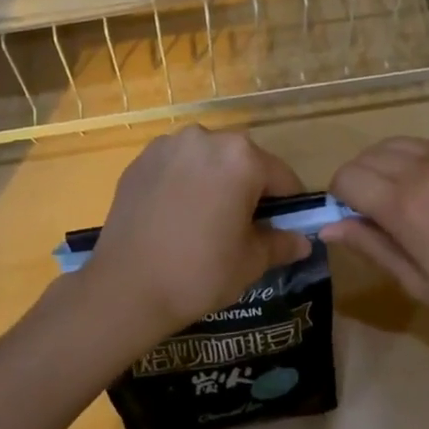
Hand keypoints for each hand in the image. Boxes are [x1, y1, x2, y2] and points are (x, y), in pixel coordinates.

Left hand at [78, 127, 311, 340]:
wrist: (125, 289)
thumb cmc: (199, 273)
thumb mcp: (251, 262)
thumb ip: (281, 243)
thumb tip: (302, 241)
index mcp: (241, 158)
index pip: (281, 177)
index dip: (288, 205)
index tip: (284, 229)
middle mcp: (205, 139)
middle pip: (243, 162)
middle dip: (249, 189)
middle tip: (243, 228)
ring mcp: (167, 146)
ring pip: (207, 161)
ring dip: (215, 182)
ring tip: (205, 222)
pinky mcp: (140, 161)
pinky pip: (176, 167)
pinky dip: (184, 184)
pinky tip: (176, 217)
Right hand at [325, 138, 428, 331]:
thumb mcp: (420, 283)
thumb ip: (372, 248)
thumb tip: (329, 228)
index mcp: (402, 204)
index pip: (346, 178)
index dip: (337, 199)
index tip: (350, 223)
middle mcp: (418, 170)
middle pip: (364, 157)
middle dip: (354, 183)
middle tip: (370, 217)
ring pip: (389, 144)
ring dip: (378, 166)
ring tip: (393, 199)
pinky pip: (418, 144)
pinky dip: (403, 158)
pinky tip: (420, 188)